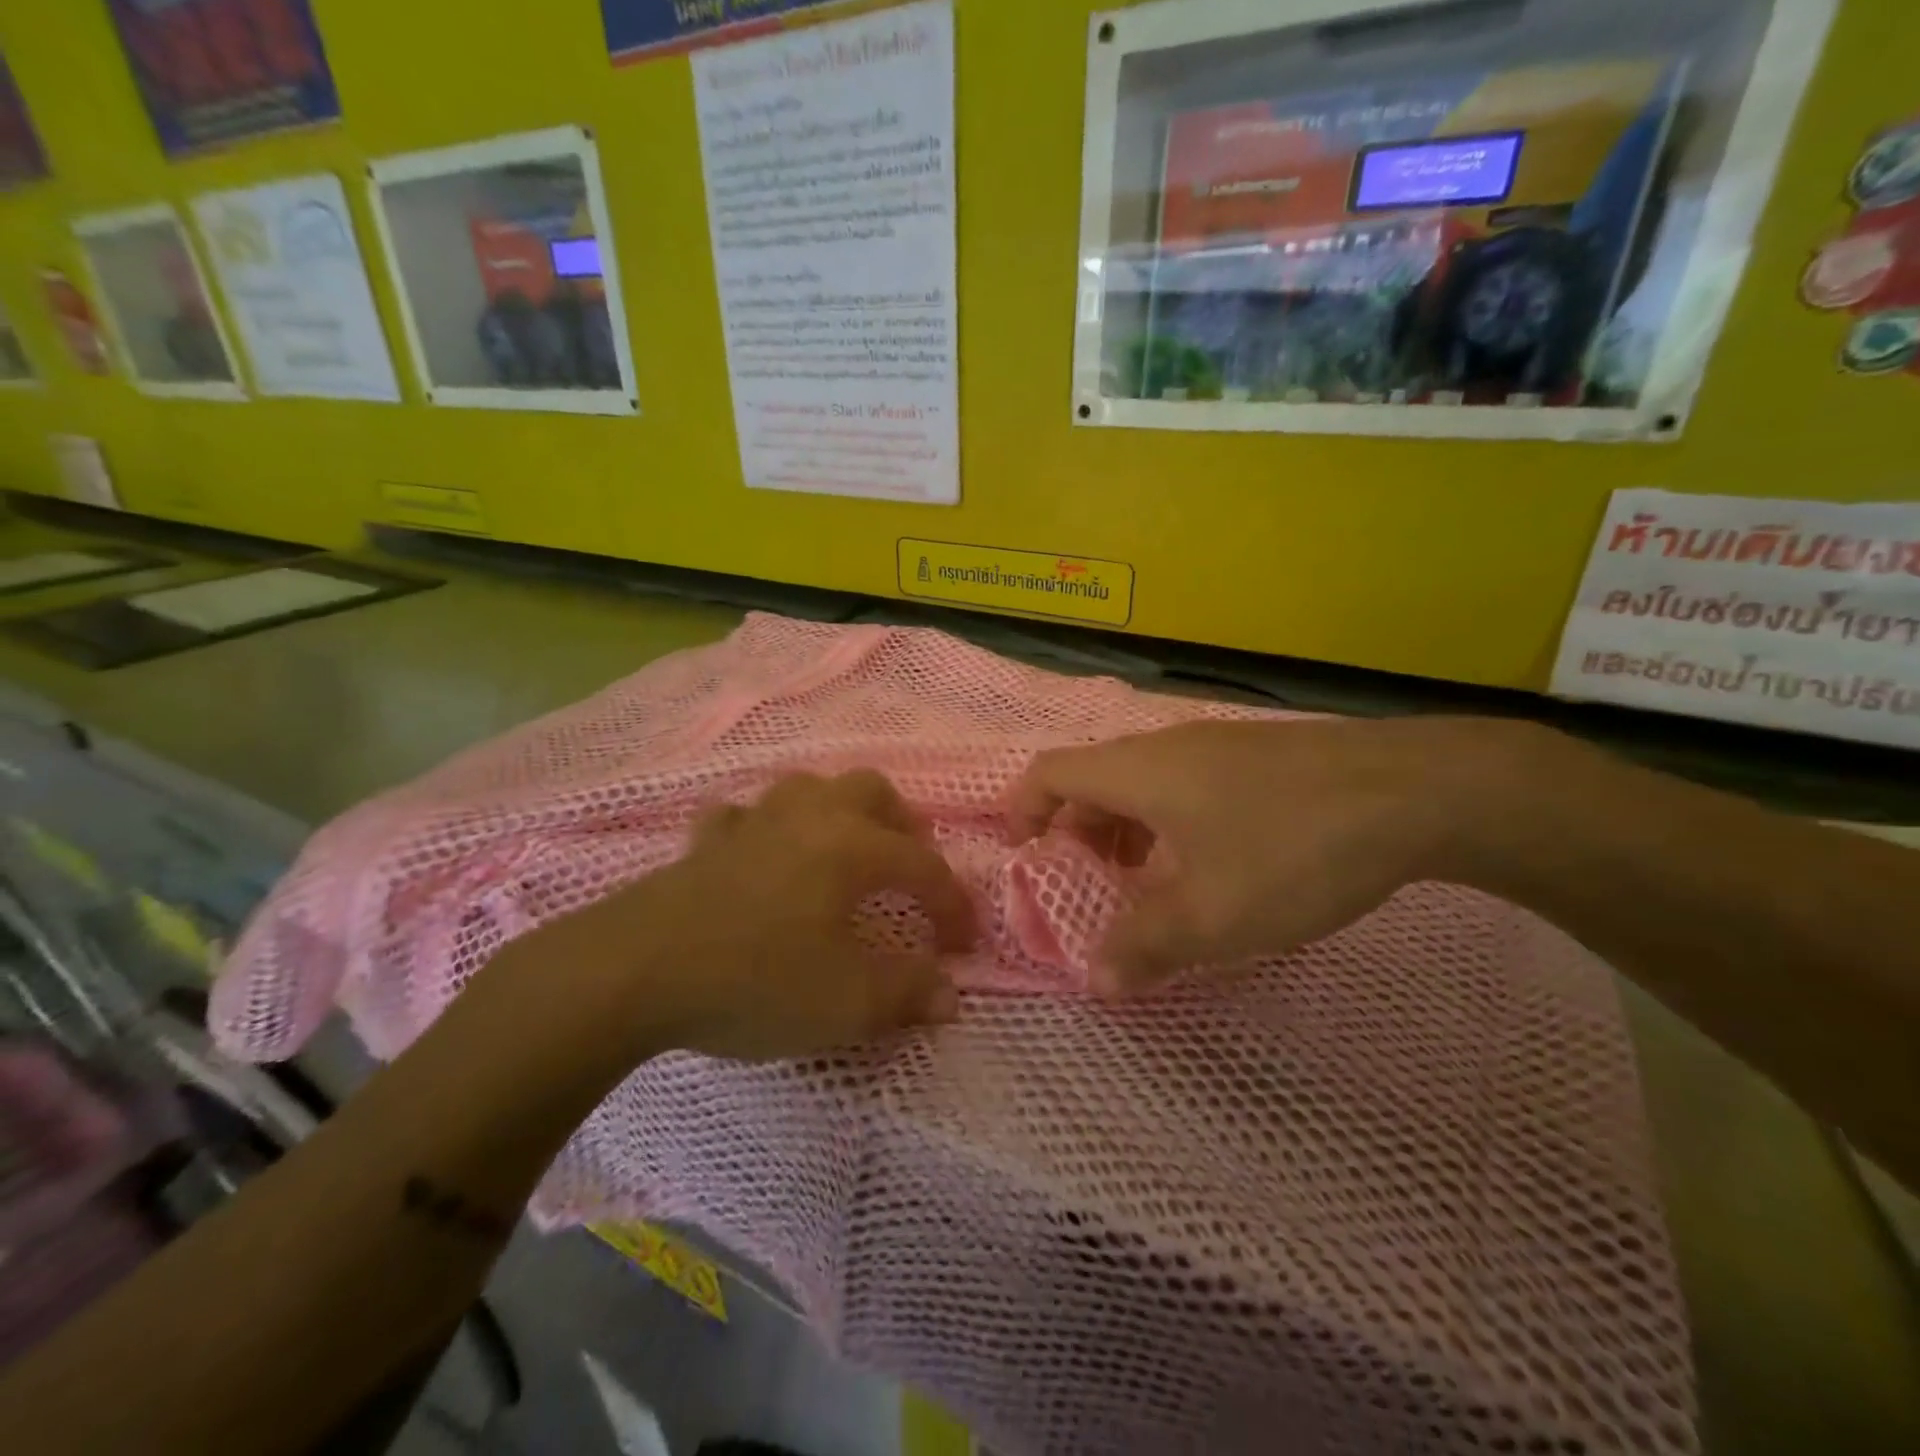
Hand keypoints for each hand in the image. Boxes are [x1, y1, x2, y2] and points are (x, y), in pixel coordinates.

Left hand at [547, 769, 977, 1062]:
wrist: (635, 972)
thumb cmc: (755, 980)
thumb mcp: (846, 1002)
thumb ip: (907, 993)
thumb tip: (949, 994)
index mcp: (852, 846)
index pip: (924, 866)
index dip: (953, 905)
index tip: (961, 947)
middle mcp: (809, 818)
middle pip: (872, 791)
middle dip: (903, 827)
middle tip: (911, 870)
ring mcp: (753, 823)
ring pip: (808, 788)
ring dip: (837, 812)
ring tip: (845, 851)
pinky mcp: (705, 843)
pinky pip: (743, 818)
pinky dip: (762, 831)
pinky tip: (760, 856)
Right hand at [1006, 717, 1526, 994]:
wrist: (1418, 791)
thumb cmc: (1291, 848)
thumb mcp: (1212, 915)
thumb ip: (1144, 947)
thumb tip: (1096, 981)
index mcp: (1137, 771)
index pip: (1049, 773)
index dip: (1023, 811)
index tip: (1025, 858)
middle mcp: (1166, 746)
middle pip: (1093, 778)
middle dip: (1077, 833)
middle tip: (1088, 887)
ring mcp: (1216, 744)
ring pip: (1143, 783)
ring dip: (1126, 831)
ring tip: (1147, 884)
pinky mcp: (1258, 755)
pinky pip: (1186, 784)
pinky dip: (1170, 823)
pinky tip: (1211, 865)